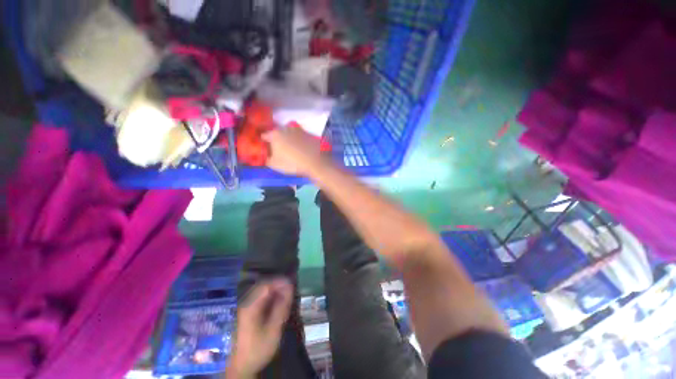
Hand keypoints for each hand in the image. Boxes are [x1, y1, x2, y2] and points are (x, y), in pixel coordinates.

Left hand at [227, 279, 292, 377]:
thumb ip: (282, 307)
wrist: (241, 367)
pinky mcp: (246, 313)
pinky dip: (270, 296)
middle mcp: (246, 303)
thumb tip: (290, 288)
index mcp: (251, 306)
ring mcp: (245, 308)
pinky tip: (277, 301)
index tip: (292, 284)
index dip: (280, 282)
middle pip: (263, 286)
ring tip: (286, 294)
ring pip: (261, 291)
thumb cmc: (258, 348)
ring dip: (274, 290)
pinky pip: (260, 297)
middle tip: (290, 289)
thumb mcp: (274, 329)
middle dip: (278, 284)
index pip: (266, 285)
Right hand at [263, 127, 322, 175]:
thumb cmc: (292, 163)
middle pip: (278, 133)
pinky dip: (300, 141)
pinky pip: (301, 137)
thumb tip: (267, 156)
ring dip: (289, 138)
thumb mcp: (274, 165)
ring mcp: (299, 130)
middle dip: (277, 139)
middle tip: (279, 148)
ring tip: (291, 148)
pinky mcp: (309, 135)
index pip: (265, 135)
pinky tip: (301, 148)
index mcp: (275, 134)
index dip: (264, 142)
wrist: (314, 162)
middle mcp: (286, 128)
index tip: (265, 147)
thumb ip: (267, 158)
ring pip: (290, 133)